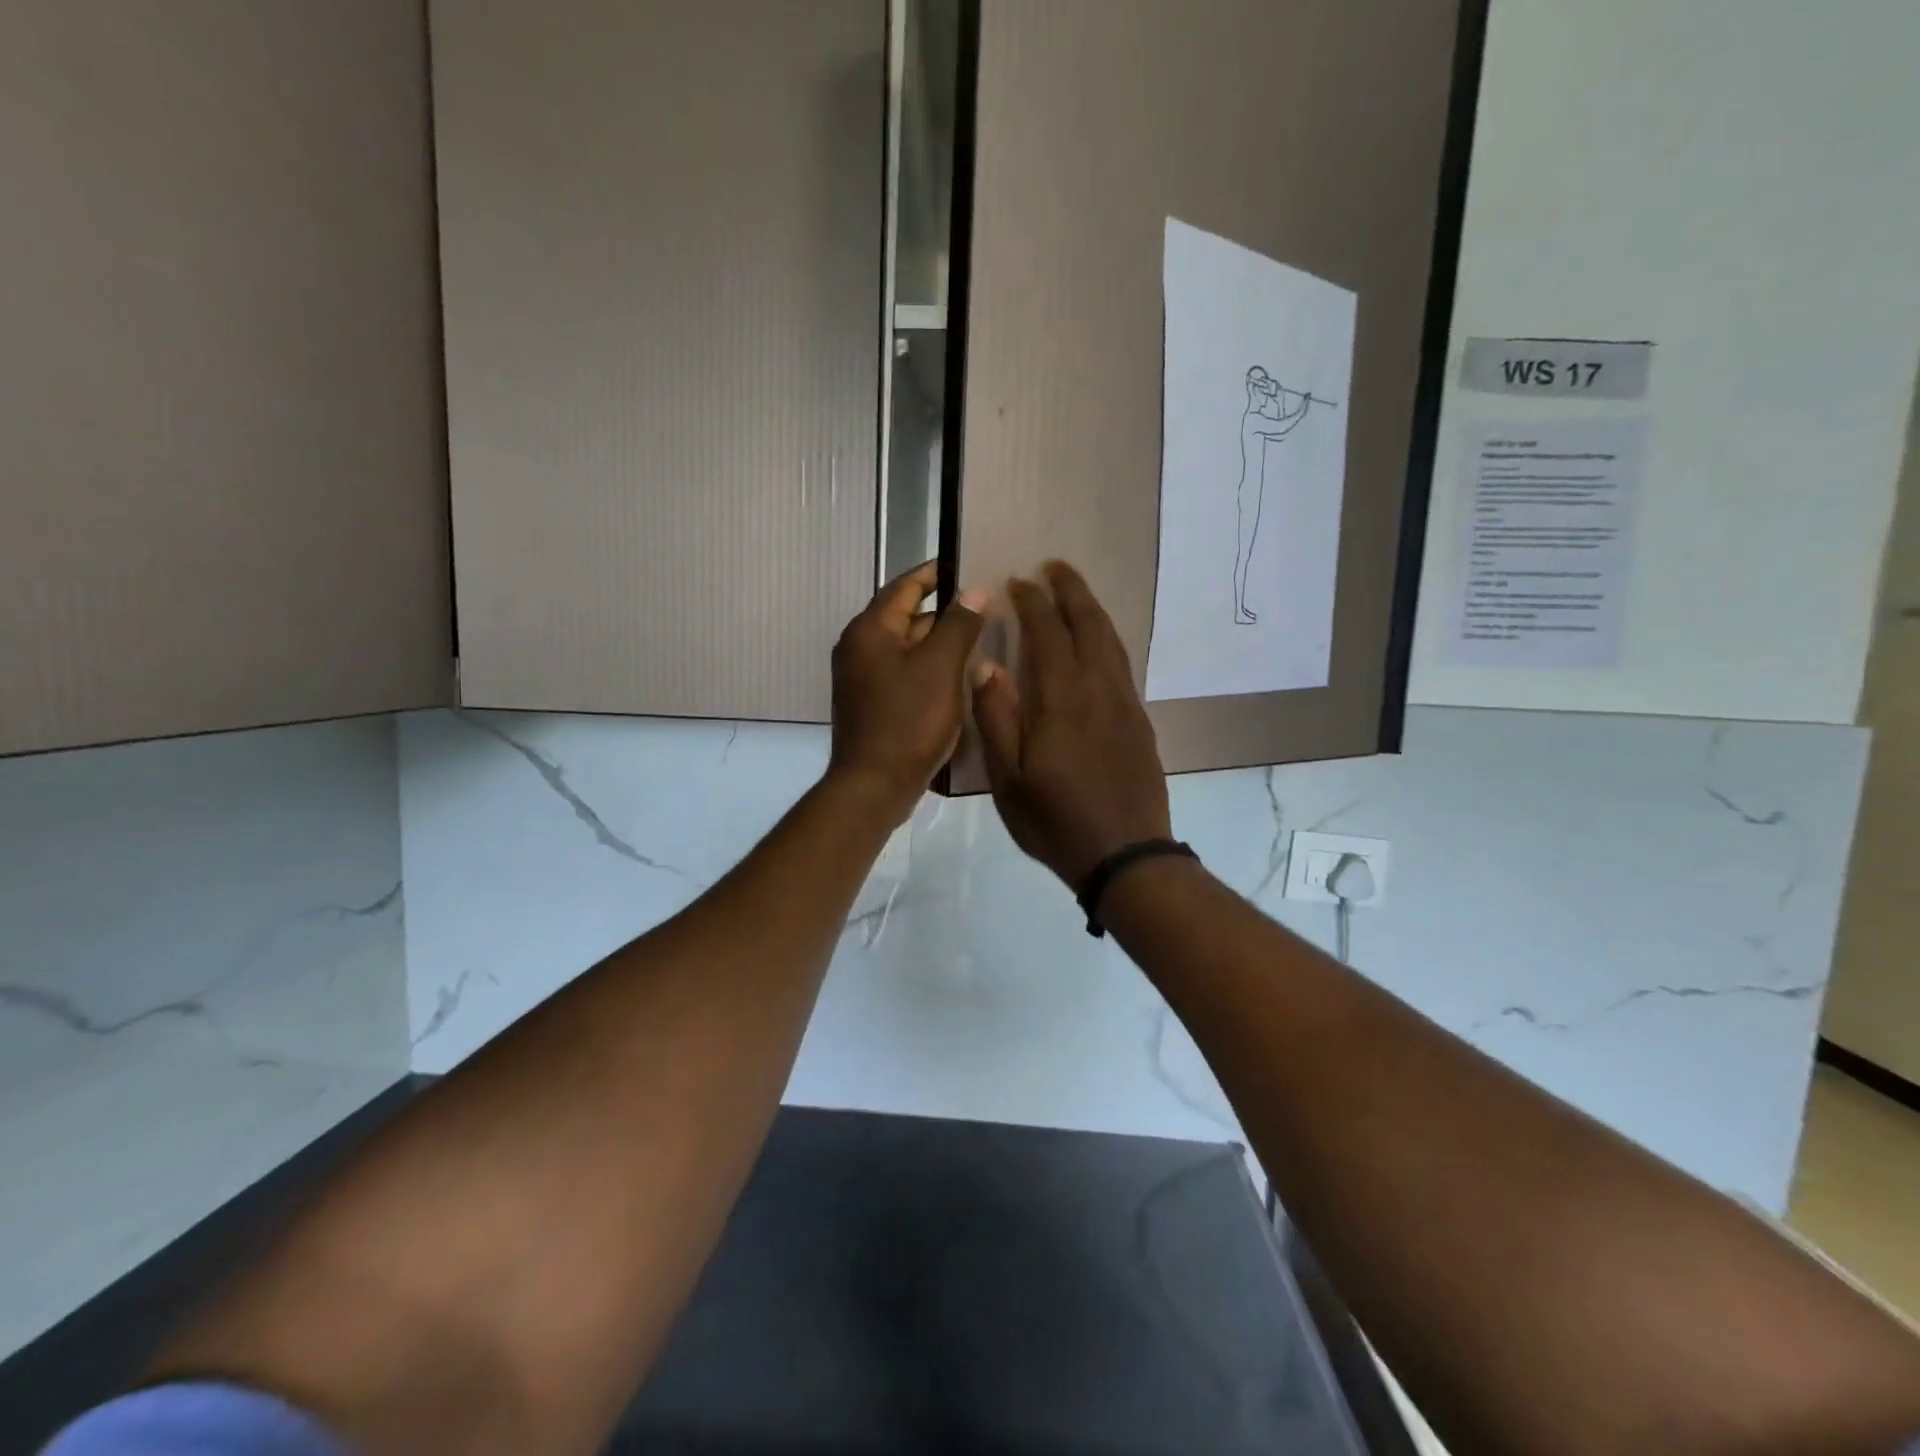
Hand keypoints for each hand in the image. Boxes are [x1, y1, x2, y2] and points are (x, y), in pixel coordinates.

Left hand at [827, 560, 986, 823]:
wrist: (874, 785)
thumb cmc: (908, 721)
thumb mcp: (941, 668)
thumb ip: (959, 624)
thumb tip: (974, 590)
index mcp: (870, 630)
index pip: (905, 586)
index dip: (936, 572)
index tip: (968, 564)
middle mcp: (860, 647)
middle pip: (906, 616)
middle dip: (944, 610)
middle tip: (985, 605)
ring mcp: (863, 678)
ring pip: (907, 647)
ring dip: (939, 641)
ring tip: (981, 638)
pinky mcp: (872, 704)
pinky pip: (905, 673)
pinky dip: (930, 668)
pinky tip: (960, 676)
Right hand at [971, 561, 1170, 886]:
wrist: (1126, 855)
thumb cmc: (1056, 822)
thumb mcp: (1008, 781)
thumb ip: (996, 719)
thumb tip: (987, 666)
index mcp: (1060, 702)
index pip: (1047, 635)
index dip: (1033, 603)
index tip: (1019, 582)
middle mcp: (1097, 692)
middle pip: (1089, 625)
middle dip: (1071, 591)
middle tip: (1054, 567)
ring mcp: (1124, 705)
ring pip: (1111, 642)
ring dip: (1092, 610)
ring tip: (1075, 592)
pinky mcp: (1139, 722)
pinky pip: (1122, 665)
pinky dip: (1107, 639)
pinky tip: (1098, 643)